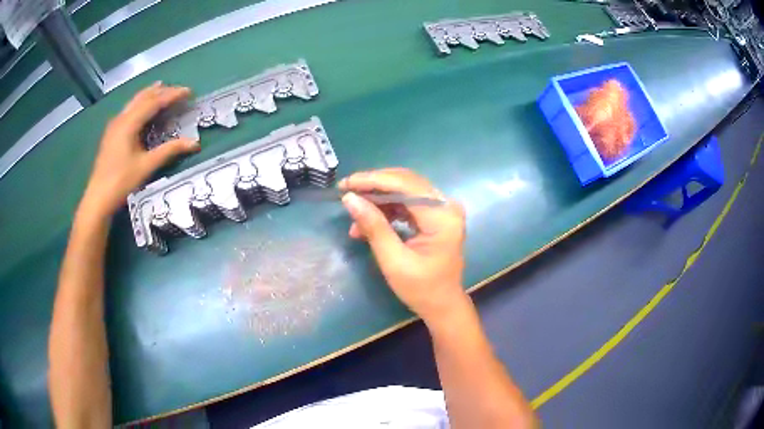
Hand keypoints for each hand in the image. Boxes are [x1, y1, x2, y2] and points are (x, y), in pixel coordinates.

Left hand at [79, 82, 199, 219]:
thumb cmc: (122, 181)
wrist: (98, 197)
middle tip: (178, 91)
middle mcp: (121, 118)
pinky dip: (140, 104)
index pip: (154, 102)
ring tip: (163, 90)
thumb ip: (169, 151)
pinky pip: (129, 110)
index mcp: (129, 123)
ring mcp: (114, 125)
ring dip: (150, 95)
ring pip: (134, 101)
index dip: (172, 95)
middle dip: (161, 91)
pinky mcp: (111, 133)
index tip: (189, 92)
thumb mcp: (147, 166)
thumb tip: (194, 143)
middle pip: (143, 97)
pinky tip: (143, 108)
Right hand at [339, 168, 467, 323]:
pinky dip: (387, 209)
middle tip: (346, 193)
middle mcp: (446, 206)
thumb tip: (350, 199)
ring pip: (405, 190)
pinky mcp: (435, 216)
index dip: (373, 180)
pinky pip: (408, 202)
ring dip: (378, 200)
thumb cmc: (421, 289)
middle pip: (406, 182)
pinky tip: (368, 222)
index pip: (406, 185)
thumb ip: (373, 227)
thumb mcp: (393, 260)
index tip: (346, 184)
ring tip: (355, 217)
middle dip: (373, 186)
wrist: (442, 305)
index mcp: (442, 216)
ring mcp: (442, 209)